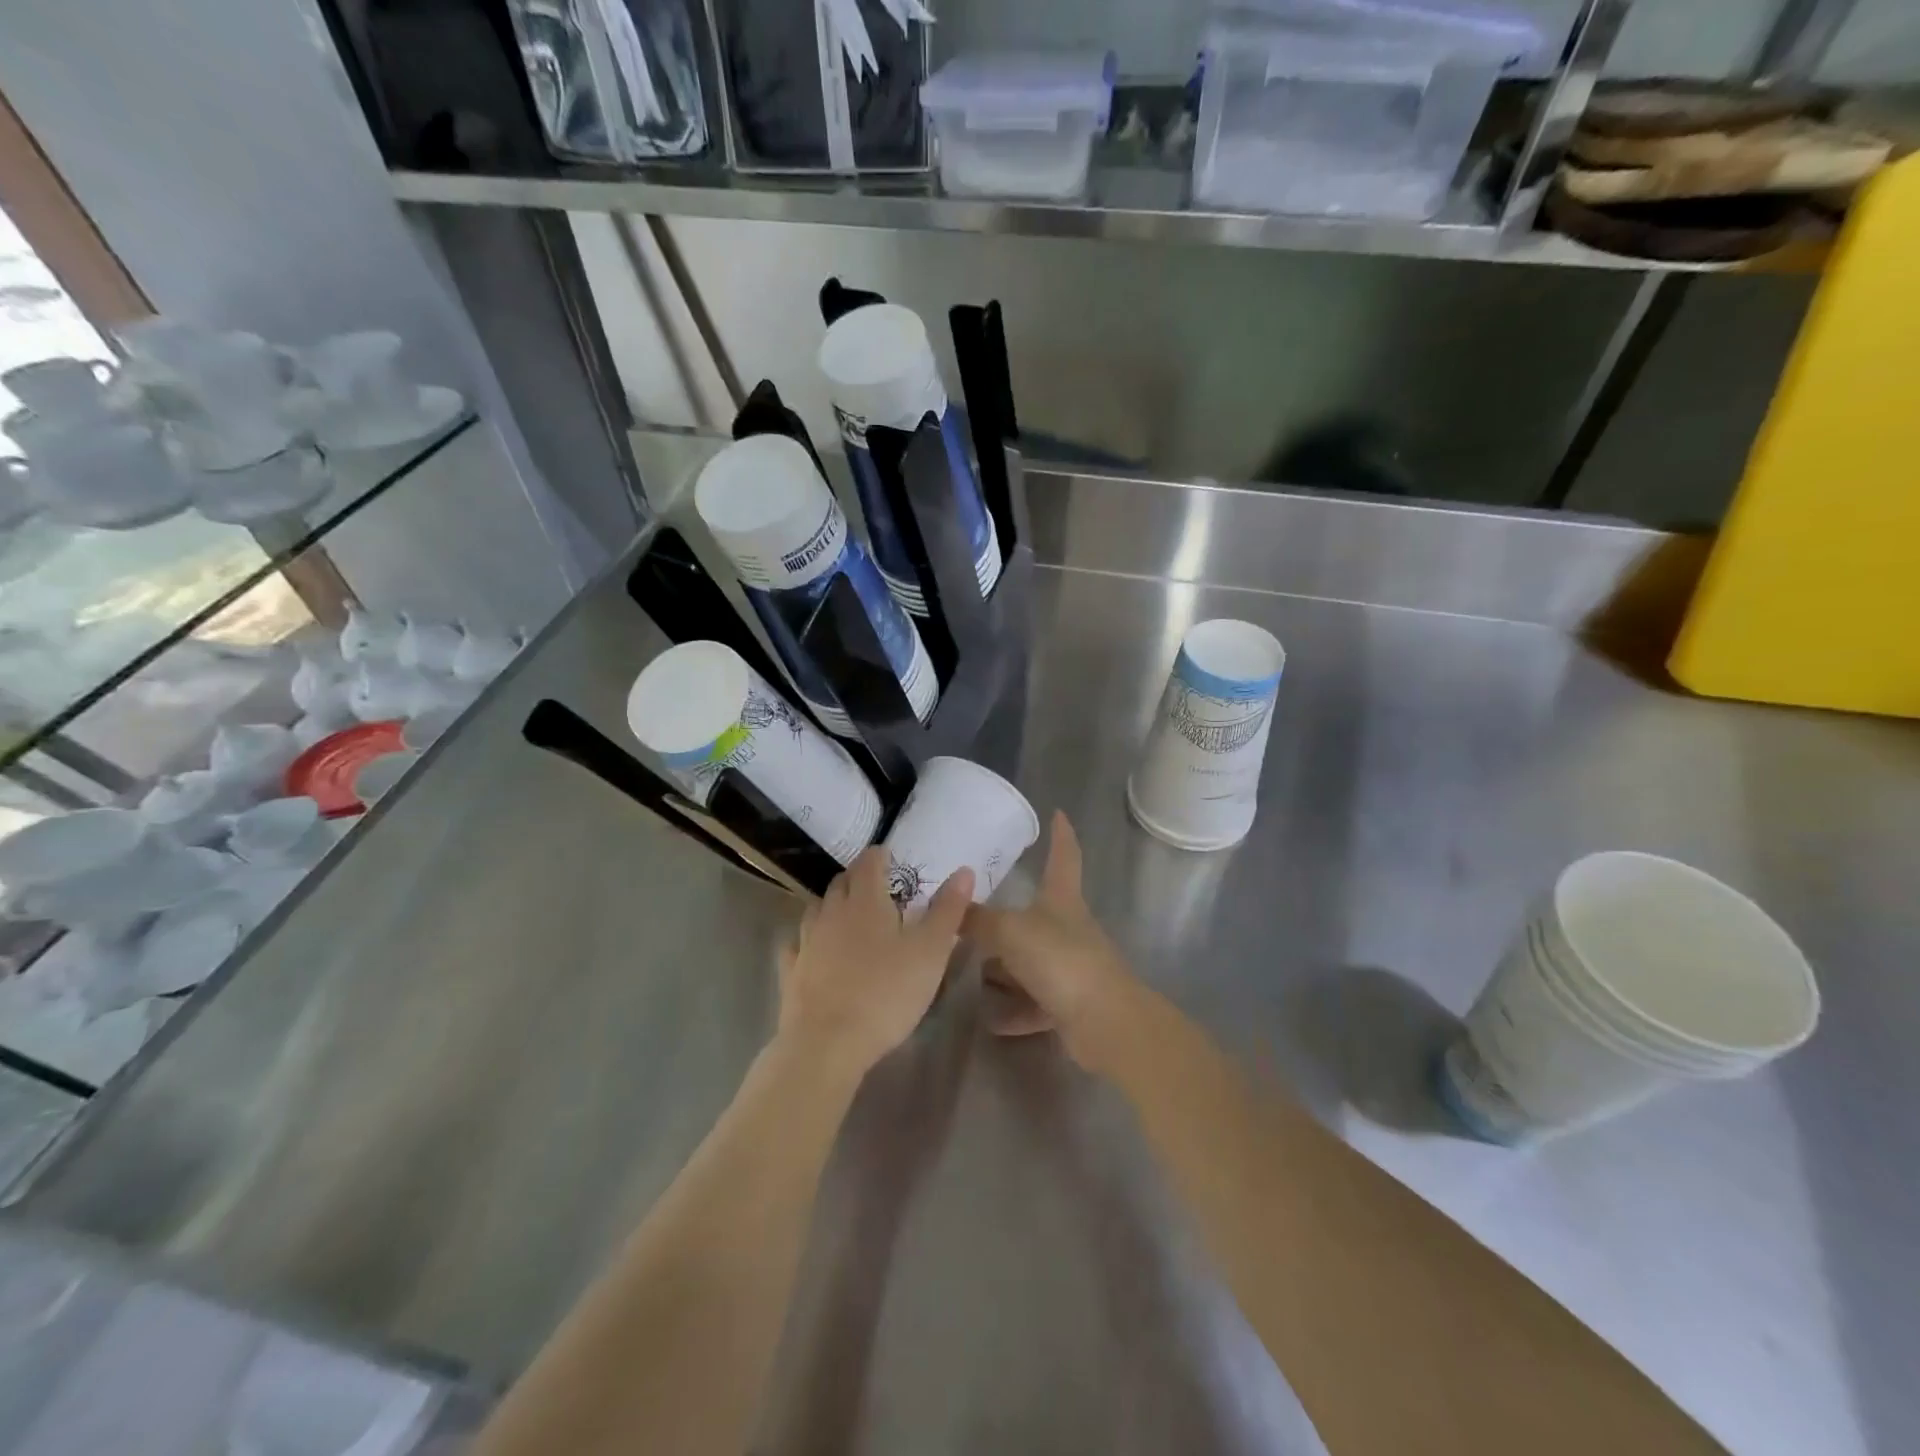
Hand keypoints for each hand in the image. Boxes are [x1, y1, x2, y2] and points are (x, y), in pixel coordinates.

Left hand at [777, 847, 972, 1080]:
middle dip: (858, 877)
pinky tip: (812, 948)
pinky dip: (806, 939)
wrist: (827, 1043)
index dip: (880, 855)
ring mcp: (807, 941)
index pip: (869, 863)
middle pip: (842, 882)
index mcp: (866, 901)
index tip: (890, 856)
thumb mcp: (930, 952)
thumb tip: (964, 870)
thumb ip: (947, 910)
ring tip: (847, 914)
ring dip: (832, 904)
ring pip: (817, 909)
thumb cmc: (886, 993)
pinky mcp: (791, 971)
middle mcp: (832, 912)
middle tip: (876, 885)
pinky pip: (796, 944)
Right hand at [964, 813, 1136, 1068]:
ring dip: (1006, 968)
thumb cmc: (1060, 960)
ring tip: (971, 972)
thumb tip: (950, 902)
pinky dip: (1014, 1009)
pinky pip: (1034, 1002)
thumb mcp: (1010, 932)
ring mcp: (1070, 967)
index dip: (1061, 834)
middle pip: (1038, 914)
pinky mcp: (1069, 1004)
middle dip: (1008, 916)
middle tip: (974, 914)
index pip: (1064, 856)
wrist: (1104, 1021)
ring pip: (1031, 961)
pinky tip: (990, 1018)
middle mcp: (1068, 929)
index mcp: (1062, 900)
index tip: (1058, 813)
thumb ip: (978, 920)